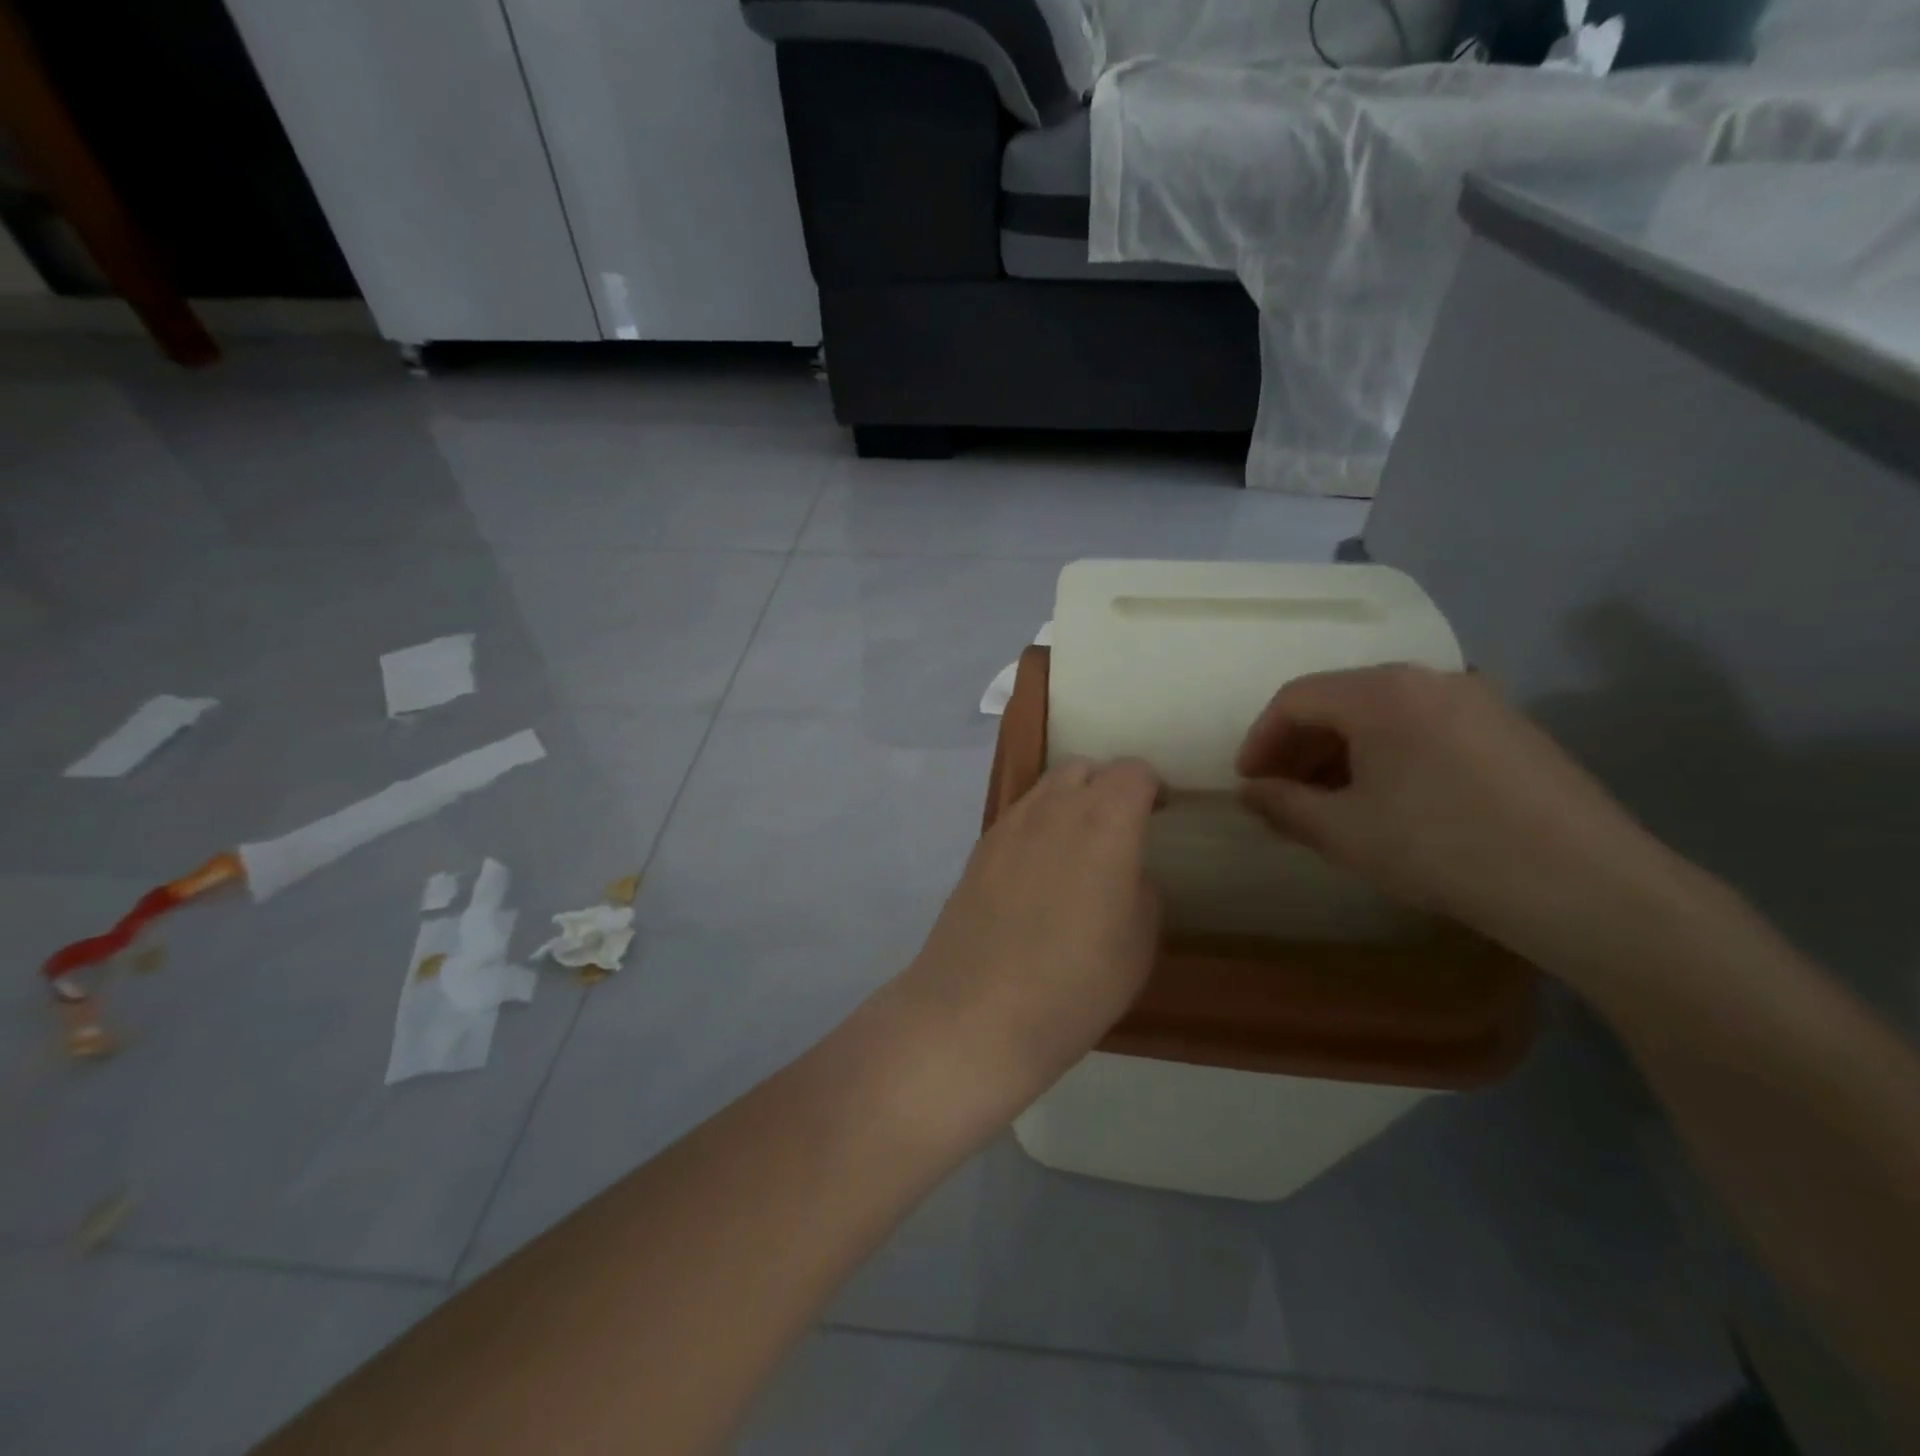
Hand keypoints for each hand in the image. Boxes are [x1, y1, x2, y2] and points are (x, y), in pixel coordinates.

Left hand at [901, 758, 1162, 1105]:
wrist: (977, 1012)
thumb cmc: (1076, 983)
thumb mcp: (1138, 943)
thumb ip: (1141, 889)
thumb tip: (1125, 872)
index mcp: (1104, 822)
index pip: (1132, 772)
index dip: (1152, 785)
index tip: (1161, 810)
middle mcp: (1052, 809)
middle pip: (1082, 768)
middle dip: (1107, 784)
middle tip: (1121, 823)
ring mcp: (1007, 827)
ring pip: (1044, 788)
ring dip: (1069, 801)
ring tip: (1079, 846)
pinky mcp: (977, 851)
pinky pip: (1017, 818)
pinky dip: (1038, 825)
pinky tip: (1039, 871)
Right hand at [1236, 666, 1683, 969]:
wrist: (1586, 886)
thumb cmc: (1441, 848)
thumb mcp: (1344, 832)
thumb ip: (1283, 805)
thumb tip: (1249, 792)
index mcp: (1383, 691)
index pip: (1296, 698)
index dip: (1260, 740)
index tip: (1247, 783)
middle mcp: (1430, 679)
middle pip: (1341, 701)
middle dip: (1300, 749)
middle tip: (1284, 797)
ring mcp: (1478, 700)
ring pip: (1385, 716)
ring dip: (1343, 755)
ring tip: (1332, 805)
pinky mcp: (1511, 729)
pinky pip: (1426, 730)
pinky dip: (1389, 758)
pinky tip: (1392, 804)